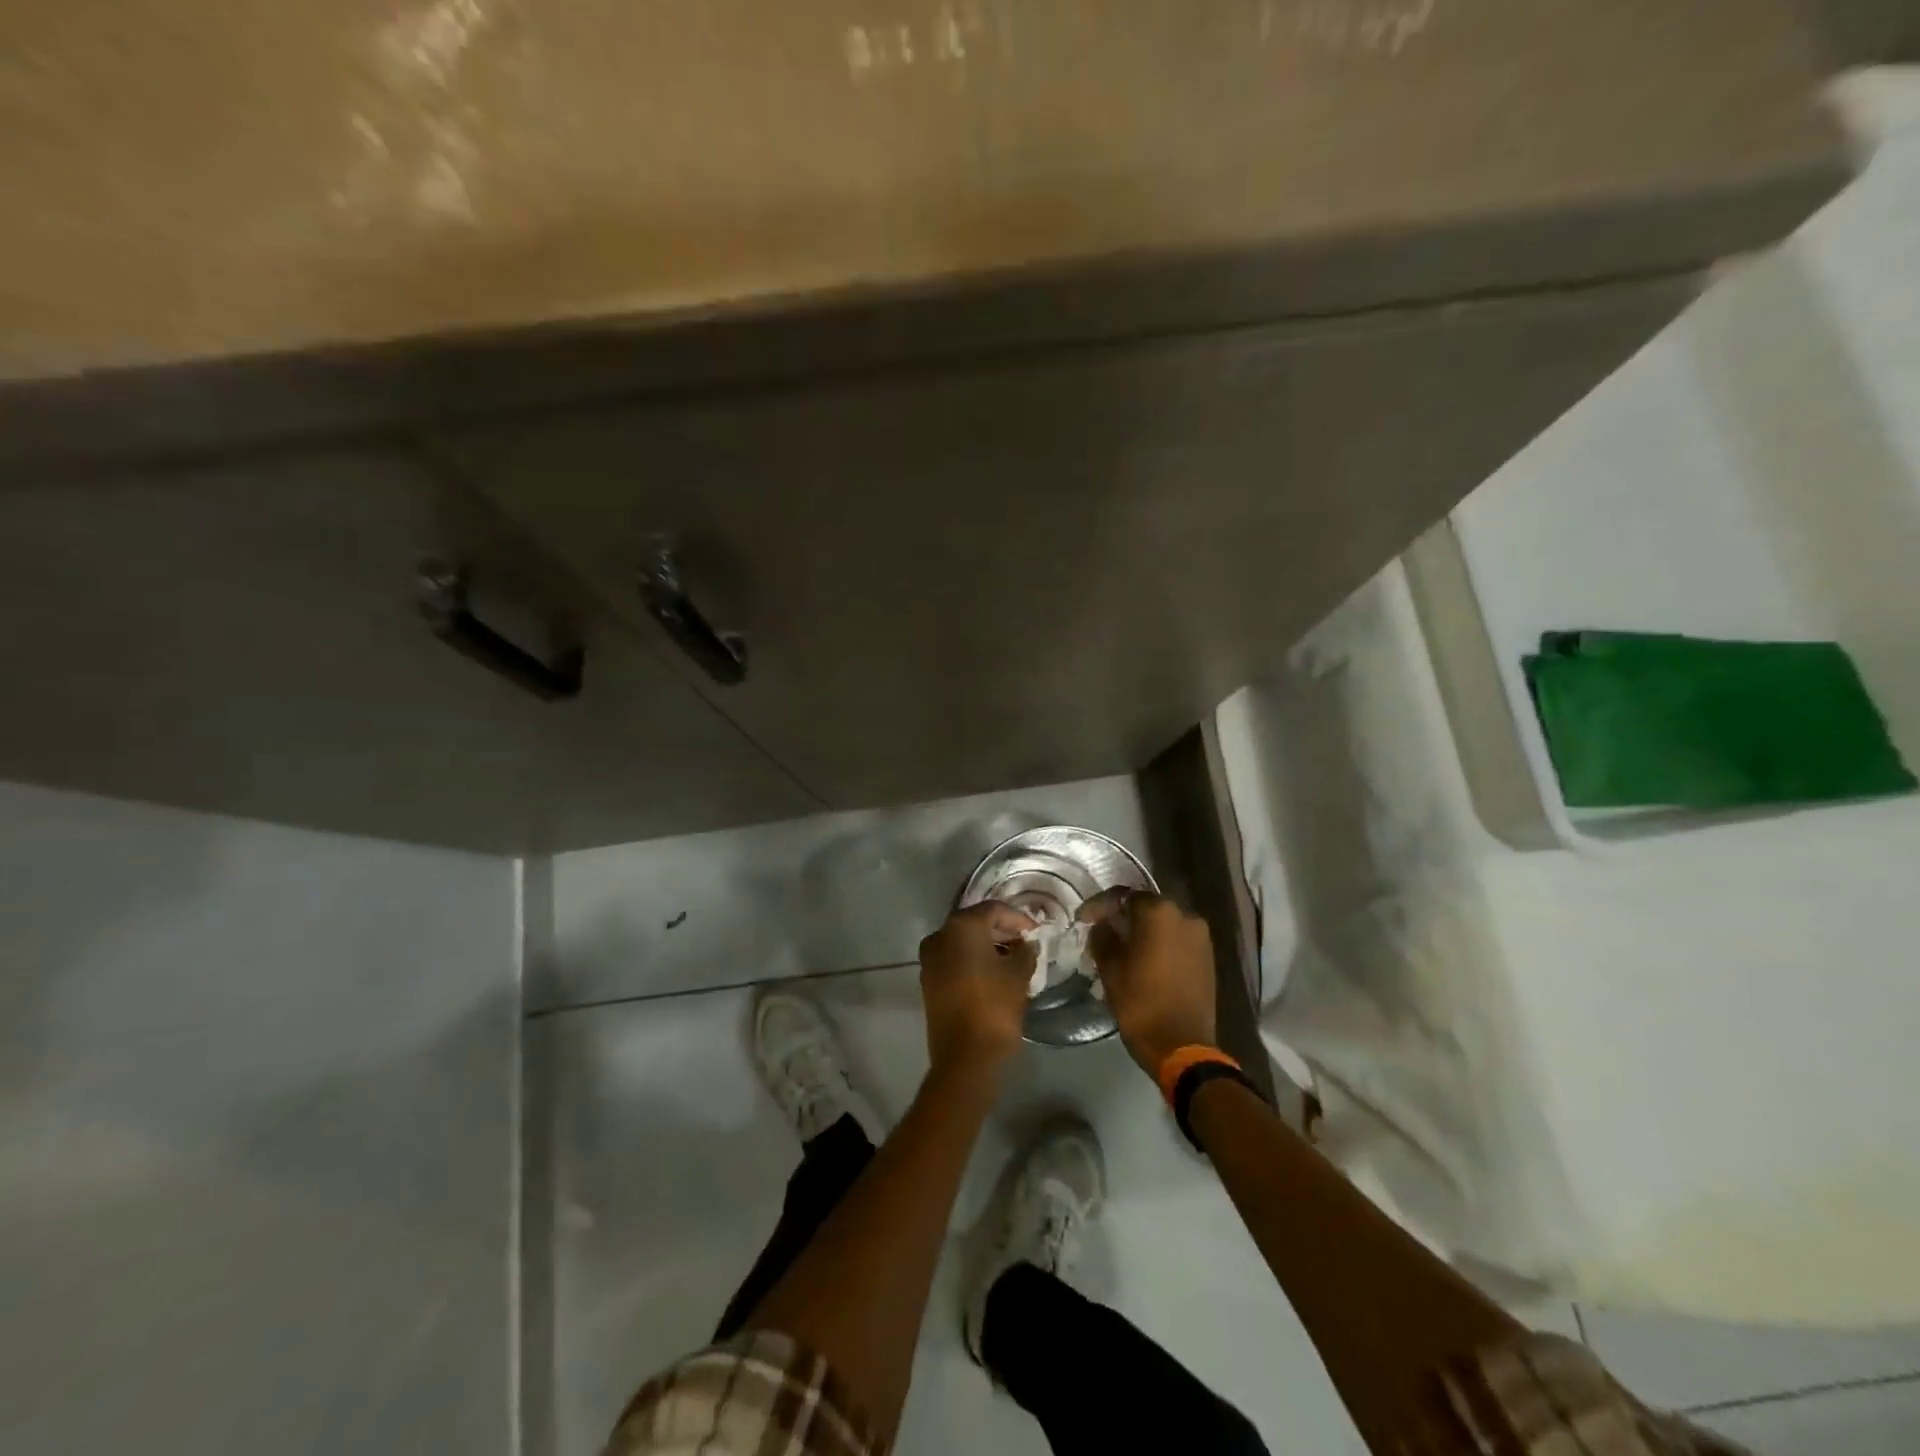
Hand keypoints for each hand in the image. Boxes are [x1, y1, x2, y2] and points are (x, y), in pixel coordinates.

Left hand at [918, 902, 1035, 1078]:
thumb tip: (1025, 944)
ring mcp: (930, 958)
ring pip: (962, 941)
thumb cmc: (994, 1008)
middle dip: (1001, 929)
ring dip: (987, 945)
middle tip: (1025, 942)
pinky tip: (994, 972)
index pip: (994, 909)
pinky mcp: (928, 980)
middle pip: (975, 922)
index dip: (1018, 918)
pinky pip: (954, 959)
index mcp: (962, 927)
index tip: (1036, 931)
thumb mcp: (1019, 975)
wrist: (964, 1057)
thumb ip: (1025, 951)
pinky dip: (973, 959)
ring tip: (1013, 958)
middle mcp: (940, 935)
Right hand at [1085, 892, 1217, 1077]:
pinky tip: (1144, 960)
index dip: (1100, 905)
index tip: (1083, 919)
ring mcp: (1201, 937)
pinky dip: (1159, 944)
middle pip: (1146, 908)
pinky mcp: (1208, 958)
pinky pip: (1177, 941)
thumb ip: (1103, 936)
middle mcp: (1186, 916)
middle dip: (1123, 917)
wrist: (1183, 1047)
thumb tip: (1103, 925)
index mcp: (1160, 912)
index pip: (1123, 896)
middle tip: (1101, 932)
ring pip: (1163, 925)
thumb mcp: (1110, 968)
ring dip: (1142, 932)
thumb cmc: (1141, 1003)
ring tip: (1121, 948)